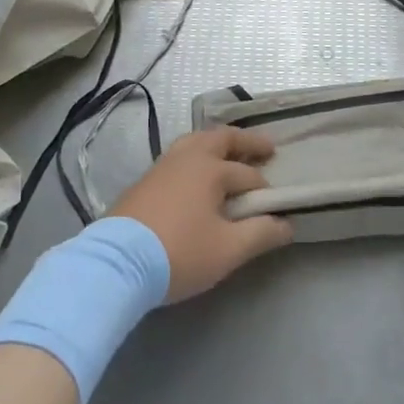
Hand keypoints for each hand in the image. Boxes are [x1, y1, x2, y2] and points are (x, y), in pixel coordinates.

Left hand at [111, 129, 293, 301]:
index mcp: (210, 168)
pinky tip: (196, 176)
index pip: (248, 174)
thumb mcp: (228, 250)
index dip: (265, 190)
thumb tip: (287, 225)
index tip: (277, 206)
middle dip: (246, 142)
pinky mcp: (144, 181)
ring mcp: (162, 166)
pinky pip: (178, 156)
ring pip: (195, 142)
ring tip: (230, 155)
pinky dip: (196, 156)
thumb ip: (261, 234)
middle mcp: (187, 157)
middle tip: (266, 148)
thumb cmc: (179, 253)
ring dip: (217, 145)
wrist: (116, 265)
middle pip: (221, 138)